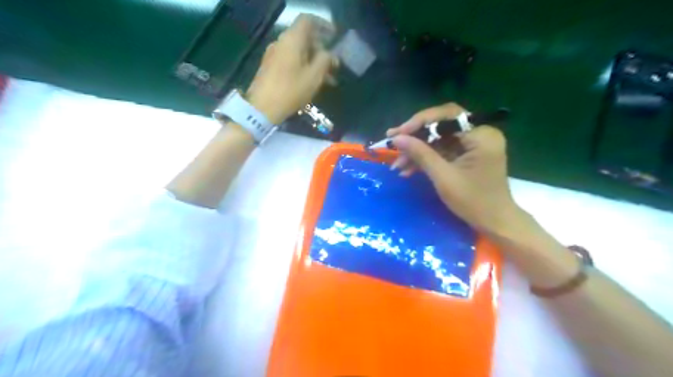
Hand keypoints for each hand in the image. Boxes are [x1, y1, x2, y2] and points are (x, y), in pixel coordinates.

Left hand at [246, 14, 335, 122]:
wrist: (262, 108)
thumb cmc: (291, 90)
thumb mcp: (314, 76)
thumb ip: (325, 61)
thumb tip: (330, 54)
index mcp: (292, 40)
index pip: (308, 21)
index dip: (323, 26)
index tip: (334, 37)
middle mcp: (281, 43)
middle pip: (304, 38)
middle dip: (321, 50)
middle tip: (334, 65)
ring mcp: (273, 55)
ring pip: (298, 52)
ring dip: (314, 62)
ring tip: (327, 80)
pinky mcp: (270, 68)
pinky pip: (290, 61)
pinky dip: (303, 67)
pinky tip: (312, 83)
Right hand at [390, 102, 525, 233]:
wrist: (494, 223)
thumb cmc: (473, 201)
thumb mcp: (443, 177)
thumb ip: (420, 154)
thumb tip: (396, 138)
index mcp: (481, 135)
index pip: (447, 116)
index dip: (419, 122)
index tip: (397, 133)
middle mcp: (479, 133)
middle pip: (441, 125)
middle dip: (415, 136)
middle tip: (392, 143)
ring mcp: (473, 144)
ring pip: (438, 139)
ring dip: (417, 151)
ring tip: (397, 165)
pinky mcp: (467, 154)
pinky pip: (442, 150)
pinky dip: (425, 159)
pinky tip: (408, 169)